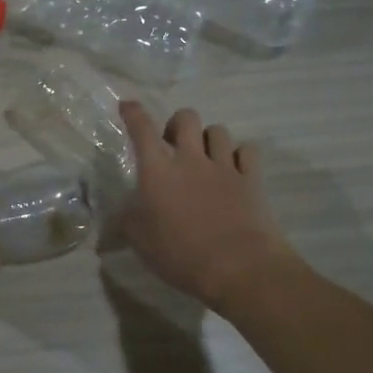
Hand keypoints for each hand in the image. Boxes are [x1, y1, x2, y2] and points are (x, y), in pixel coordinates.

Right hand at [118, 101, 295, 312]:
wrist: (238, 267)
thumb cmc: (180, 254)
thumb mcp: (140, 242)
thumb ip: (128, 221)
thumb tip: (121, 212)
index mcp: (158, 171)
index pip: (141, 129)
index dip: (133, 113)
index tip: (127, 105)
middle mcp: (190, 159)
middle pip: (186, 117)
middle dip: (177, 124)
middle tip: (173, 146)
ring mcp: (224, 166)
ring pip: (218, 131)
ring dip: (208, 139)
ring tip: (205, 157)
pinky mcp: (251, 178)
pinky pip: (247, 151)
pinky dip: (240, 155)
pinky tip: (235, 169)